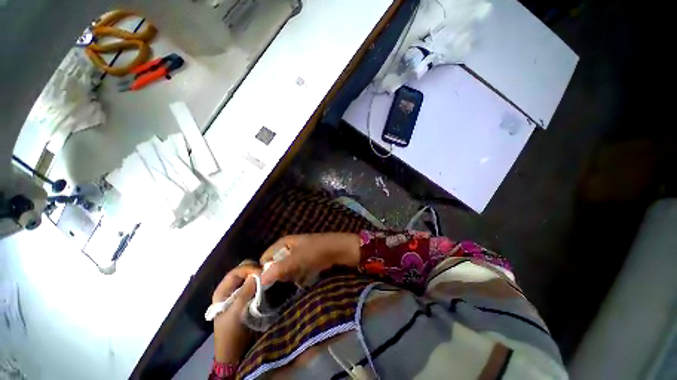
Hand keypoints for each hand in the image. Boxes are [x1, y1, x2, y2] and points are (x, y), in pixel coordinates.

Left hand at [212, 262, 260, 363]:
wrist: (233, 351)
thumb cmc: (231, 332)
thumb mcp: (237, 312)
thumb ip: (245, 292)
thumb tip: (257, 273)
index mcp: (222, 291)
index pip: (236, 272)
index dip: (249, 269)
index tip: (262, 272)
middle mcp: (229, 288)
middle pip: (243, 271)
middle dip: (254, 270)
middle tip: (266, 273)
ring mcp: (238, 292)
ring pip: (249, 276)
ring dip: (258, 275)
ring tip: (268, 276)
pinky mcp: (246, 297)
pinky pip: (254, 284)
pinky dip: (260, 282)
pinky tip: (266, 283)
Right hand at [260, 233, 360, 286]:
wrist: (339, 250)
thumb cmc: (315, 252)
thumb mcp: (295, 260)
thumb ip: (277, 269)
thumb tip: (260, 279)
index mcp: (285, 242)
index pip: (267, 256)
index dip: (265, 268)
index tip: (265, 283)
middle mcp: (291, 246)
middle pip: (277, 263)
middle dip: (279, 274)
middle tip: (284, 281)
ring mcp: (300, 253)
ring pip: (288, 268)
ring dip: (290, 276)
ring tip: (296, 279)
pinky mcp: (308, 259)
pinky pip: (298, 270)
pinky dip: (299, 275)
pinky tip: (304, 279)